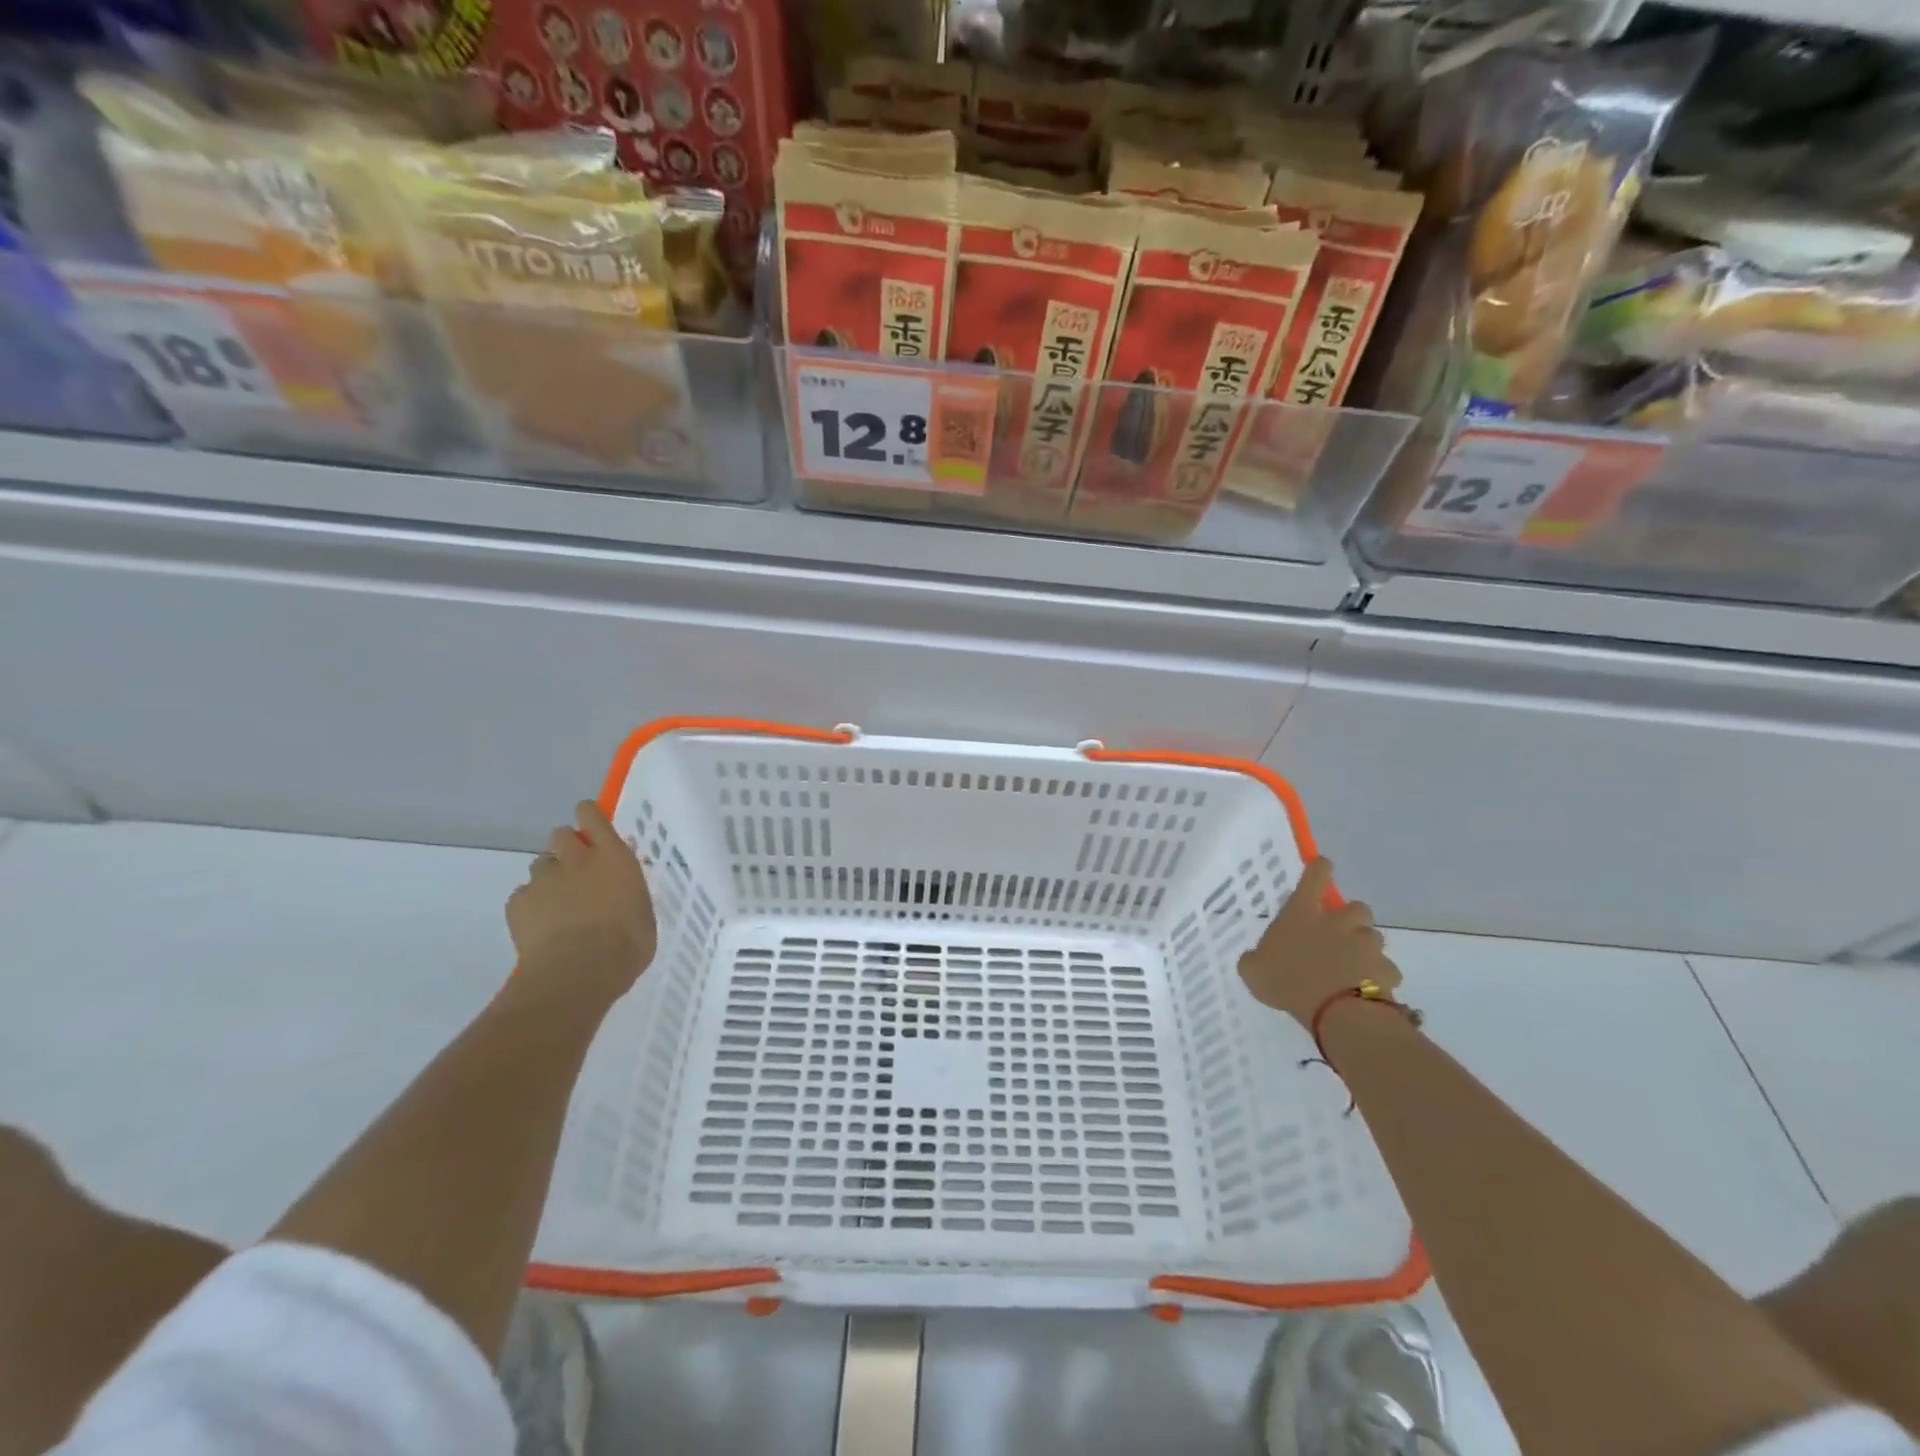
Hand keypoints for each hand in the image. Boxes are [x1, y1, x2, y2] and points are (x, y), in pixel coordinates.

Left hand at [507, 801, 656, 1005]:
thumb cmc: (626, 945)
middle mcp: (576, 859)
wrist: (578, 973)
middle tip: (577, 873)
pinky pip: (522, 896)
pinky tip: (541, 929)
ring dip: (549, 878)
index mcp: (613, 857)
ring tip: (558, 906)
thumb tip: (620, 894)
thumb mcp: (642, 912)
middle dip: (566, 847)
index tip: (591, 824)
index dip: (588, 816)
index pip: (592, 815)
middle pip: (560, 834)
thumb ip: (627, 892)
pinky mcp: (517, 903)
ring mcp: (543, 880)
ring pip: (540, 865)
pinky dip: (530, 907)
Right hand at [1237, 858, 1399, 1028]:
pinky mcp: (1386, 969)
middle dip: (1351, 918)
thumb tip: (1255, 957)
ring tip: (1353, 968)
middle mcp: (1338, 922)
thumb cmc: (1288, 982)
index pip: (1315, 876)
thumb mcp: (1253, 970)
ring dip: (1365, 948)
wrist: (1336, 1012)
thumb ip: (1255, 958)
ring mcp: (1366, 944)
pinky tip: (1367, 991)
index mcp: (1304, 913)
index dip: (1319, 868)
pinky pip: (1385, 969)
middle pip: (1357, 907)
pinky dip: (1378, 977)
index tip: (1323, 865)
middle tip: (1340, 935)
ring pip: (1373, 937)